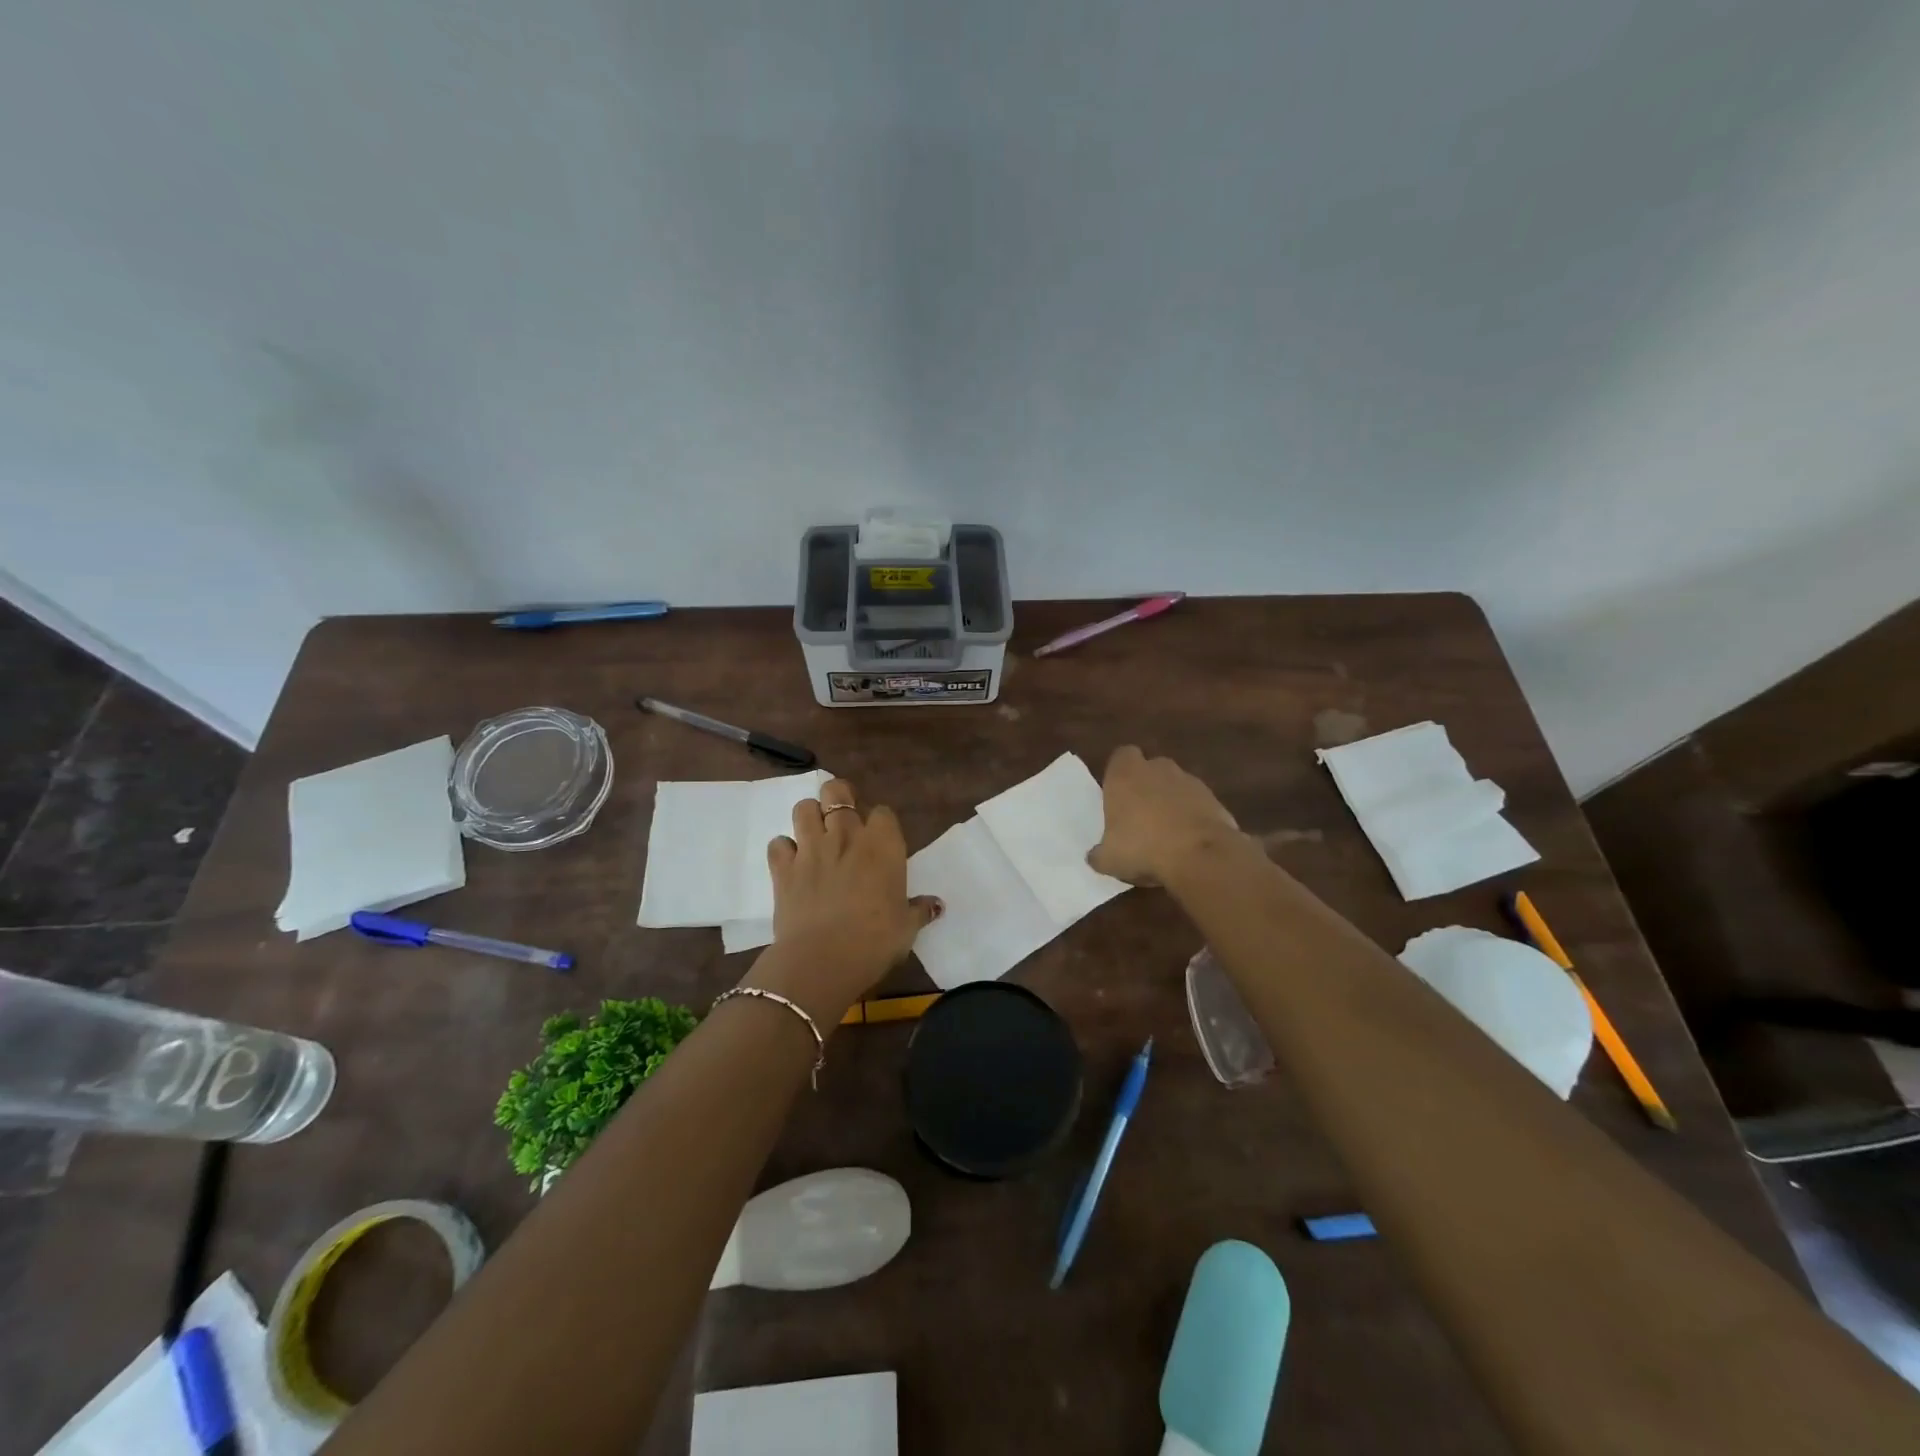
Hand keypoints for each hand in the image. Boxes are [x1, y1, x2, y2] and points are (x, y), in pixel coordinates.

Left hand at [749, 778, 941, 1018]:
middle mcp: (846, 836)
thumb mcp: (906, 928)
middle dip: (839, 797)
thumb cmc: (875, 941)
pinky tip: (791, 864)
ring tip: (815, 833)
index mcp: (882, 846)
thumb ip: (919, 910)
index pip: (883, 812)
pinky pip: (778, 844)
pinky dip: (783, 850)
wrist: (823, 959)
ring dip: (809, 815)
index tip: (880, 838)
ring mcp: (810, 849)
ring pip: (803, 808)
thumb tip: (937, 905)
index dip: (880, 822)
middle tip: (842, 816)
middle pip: (837, 792)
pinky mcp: (783, 868)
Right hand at [1087, 745, 1240, 885]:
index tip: (1117, 795)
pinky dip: (1192, 817)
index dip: (1119, 773)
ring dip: (1170, 802)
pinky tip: (1188, 842)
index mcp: (1125, 774)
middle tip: (1139, 816)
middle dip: (1146, 786)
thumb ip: (1099, 854)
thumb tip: (1095, 857)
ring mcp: (1189, 781)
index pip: (1121, 756)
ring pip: (1175, 785)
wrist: (1201, 856)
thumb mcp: (1108, 859)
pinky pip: (1196, 804)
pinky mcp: (1214, 799)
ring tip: (1166, 833)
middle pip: (1150, 768)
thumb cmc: (1143, 848)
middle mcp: (1157, 769)